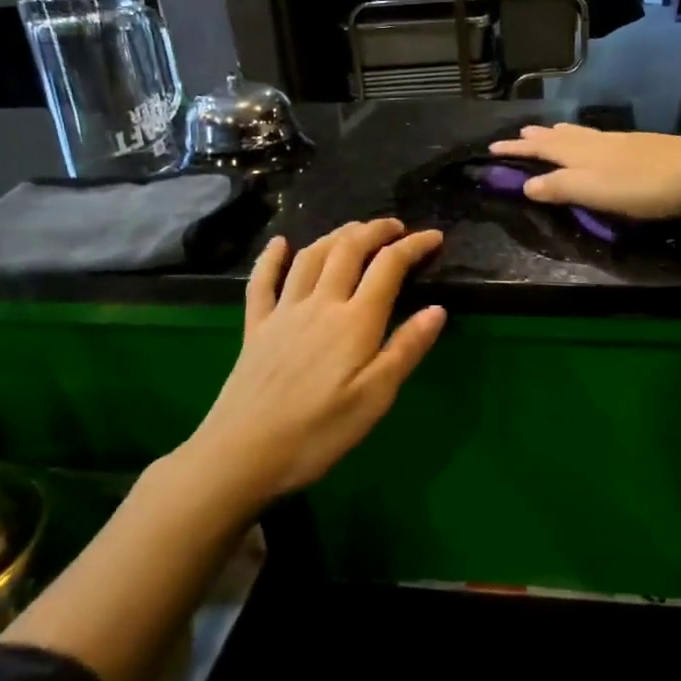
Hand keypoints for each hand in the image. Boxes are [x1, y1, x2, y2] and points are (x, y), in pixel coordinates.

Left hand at [186, 219, 445, 507]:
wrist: (242, 453)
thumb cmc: (318, 432)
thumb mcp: (375, 398)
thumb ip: (406, 349)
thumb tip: (437, 309)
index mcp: (355, 321)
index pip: (389, 266)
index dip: (414, 246)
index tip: (435, 237)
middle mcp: (320, 303)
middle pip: (348, 249)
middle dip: (375, 230)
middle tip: (395, 227)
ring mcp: (284, 312)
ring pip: (311, 256)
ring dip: (335, 235)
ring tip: (354, 231)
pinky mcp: (255, 327)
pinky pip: (263, 281)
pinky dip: (272, 257)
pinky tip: (279, 243)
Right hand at [487, 123, 680, 218]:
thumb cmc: (642, 187)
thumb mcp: (593, 191)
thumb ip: (559, 187)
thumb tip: (525, 184)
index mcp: (580, 152)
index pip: (539, 149)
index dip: (516, 149)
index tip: (492, 147)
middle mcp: (596, 141)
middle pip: (559, 137)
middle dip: (536, 138)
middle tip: (518, 134)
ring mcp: (619, 141)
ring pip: (580, 134)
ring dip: (559, 134)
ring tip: (549, 132)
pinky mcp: (639, 146)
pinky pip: (597, 137)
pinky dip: (582, 138)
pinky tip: (594, 143)